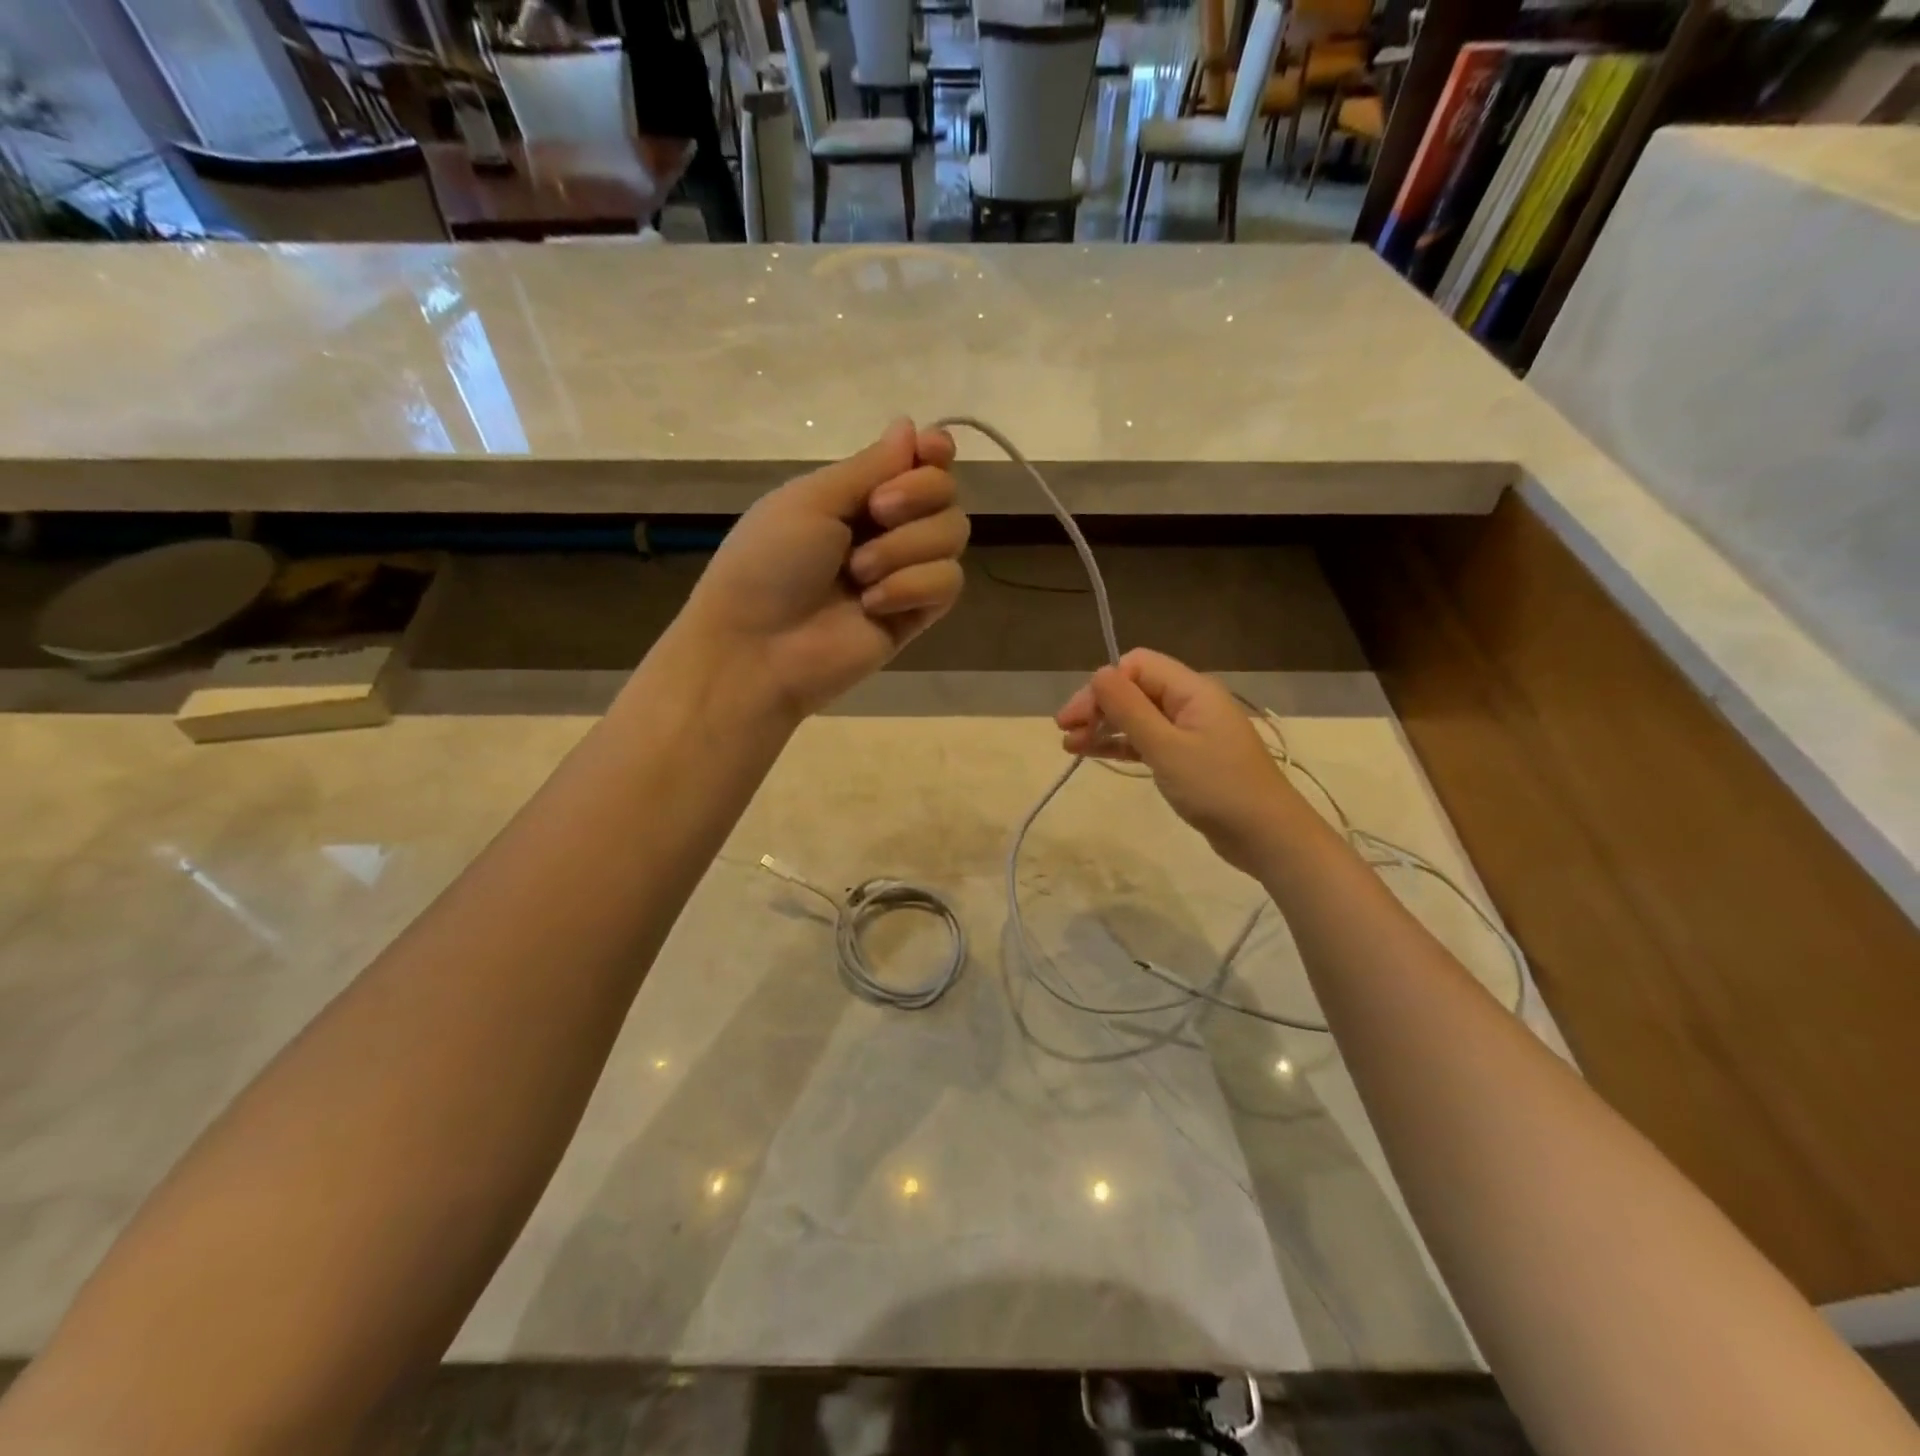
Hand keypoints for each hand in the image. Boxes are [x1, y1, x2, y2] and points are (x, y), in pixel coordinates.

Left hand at [679, 419, 965, 719]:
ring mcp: (905, 573)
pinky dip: (912, 586)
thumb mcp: (811, 501)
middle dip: (918, 495)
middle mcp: (888, 530)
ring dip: (906, 547)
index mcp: (857, 496)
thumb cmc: (769, 564)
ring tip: (859, 574)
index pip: (919, 464)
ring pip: (953, 535)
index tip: (931, 451)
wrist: (758, 647)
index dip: (934, 454)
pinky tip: (873, 605)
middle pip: (946, 494)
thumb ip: (869, 466)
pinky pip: (948, 583)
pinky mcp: (917, 614)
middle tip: (876, 513)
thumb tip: (911, 426)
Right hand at [1056, 648, 1296, 875]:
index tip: (1076, 718)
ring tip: (1070, 747)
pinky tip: (1094, 754)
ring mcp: (1191, 730)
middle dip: (1098, 707)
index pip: (1136, 666)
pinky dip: (1121, 745)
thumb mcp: (1166, 747)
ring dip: (1104, 727)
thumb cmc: (1217, 787)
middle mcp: (1191, 702)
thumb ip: (1130, 709)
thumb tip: (1098, 674)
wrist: (1267, 836)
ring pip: (1138, 716)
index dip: (1102, 686)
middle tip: (1065, 733)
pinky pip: (1148, 740)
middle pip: (1135, 689)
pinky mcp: (1189, 757)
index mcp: (1192, 690)